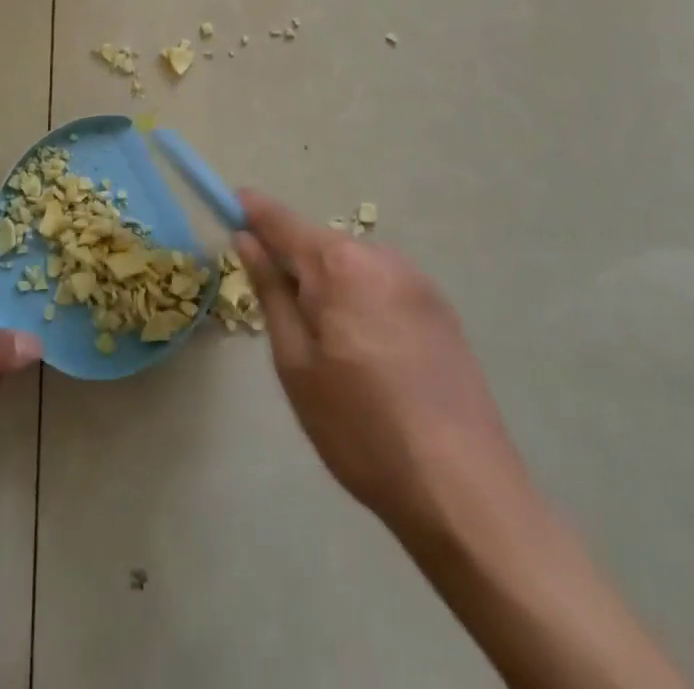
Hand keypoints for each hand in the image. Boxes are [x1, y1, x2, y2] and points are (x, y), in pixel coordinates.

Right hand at [235, 190, 531, 541]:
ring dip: (331, 286)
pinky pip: (384, 286)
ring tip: (332, 351)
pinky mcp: (442, 309)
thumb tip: (247, 239)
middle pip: (321, 244)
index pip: (282, 221)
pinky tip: (371, 356)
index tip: (229, 204)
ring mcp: (418, 281)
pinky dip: (364, 301)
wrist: (463, 490)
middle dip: (295, 264)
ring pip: (354, 266)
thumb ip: (271, 291)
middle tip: (282, 317)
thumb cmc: (361, 429)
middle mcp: (382, 257)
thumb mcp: (296, 364)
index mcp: (340, 265)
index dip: (253, 210)